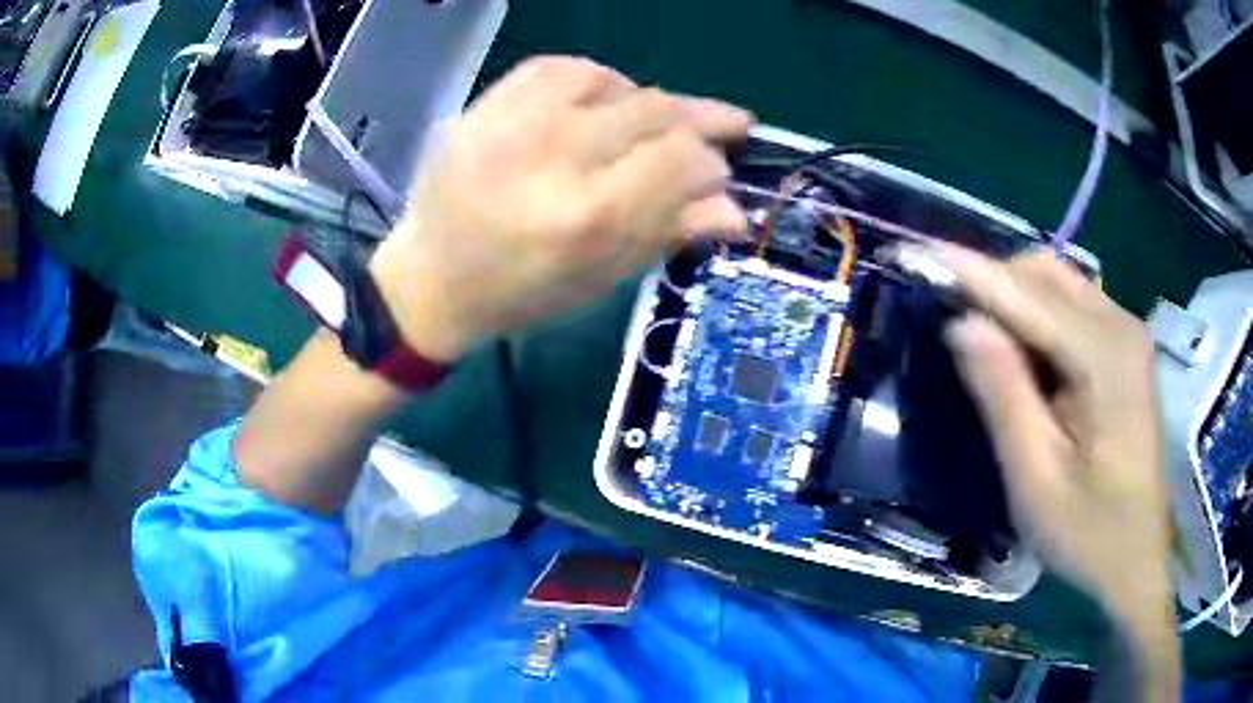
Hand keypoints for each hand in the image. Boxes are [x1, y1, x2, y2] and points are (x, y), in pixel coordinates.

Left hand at [371, 56, 752, 361]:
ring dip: (647, 100)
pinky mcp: (486, 106)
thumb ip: (669, 233)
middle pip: (655, 111)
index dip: (712, 162)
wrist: (430, 280)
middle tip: (720, 129)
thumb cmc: (521, 293)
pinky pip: (559, 66)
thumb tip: (737, 210)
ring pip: (614, 81)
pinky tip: (603, 100)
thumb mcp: (601, 279)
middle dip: (698, 122)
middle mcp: (553, 156)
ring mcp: (513, 122)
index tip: (719, 173)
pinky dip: (594, 78)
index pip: (680, 159)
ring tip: (653, 124)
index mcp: (586, 216)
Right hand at [921, 245, 1176, 667]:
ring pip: (1059, 282)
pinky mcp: (1126, 347)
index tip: (919, 252)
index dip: (971, 272)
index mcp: (1105, 359)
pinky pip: (1073, 305)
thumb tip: (962, 323)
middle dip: (993, 282)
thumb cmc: (1089, 533)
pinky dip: (1037, 313)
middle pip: (1046, 273)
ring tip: (980, 336)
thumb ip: (1004, 396)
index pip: (1028, 296)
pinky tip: (1023, 352)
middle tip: (948, 314)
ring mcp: (1127, 333)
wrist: (1140, 554)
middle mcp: (1121, 326)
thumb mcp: (1036, 480)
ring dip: (1014, 297)